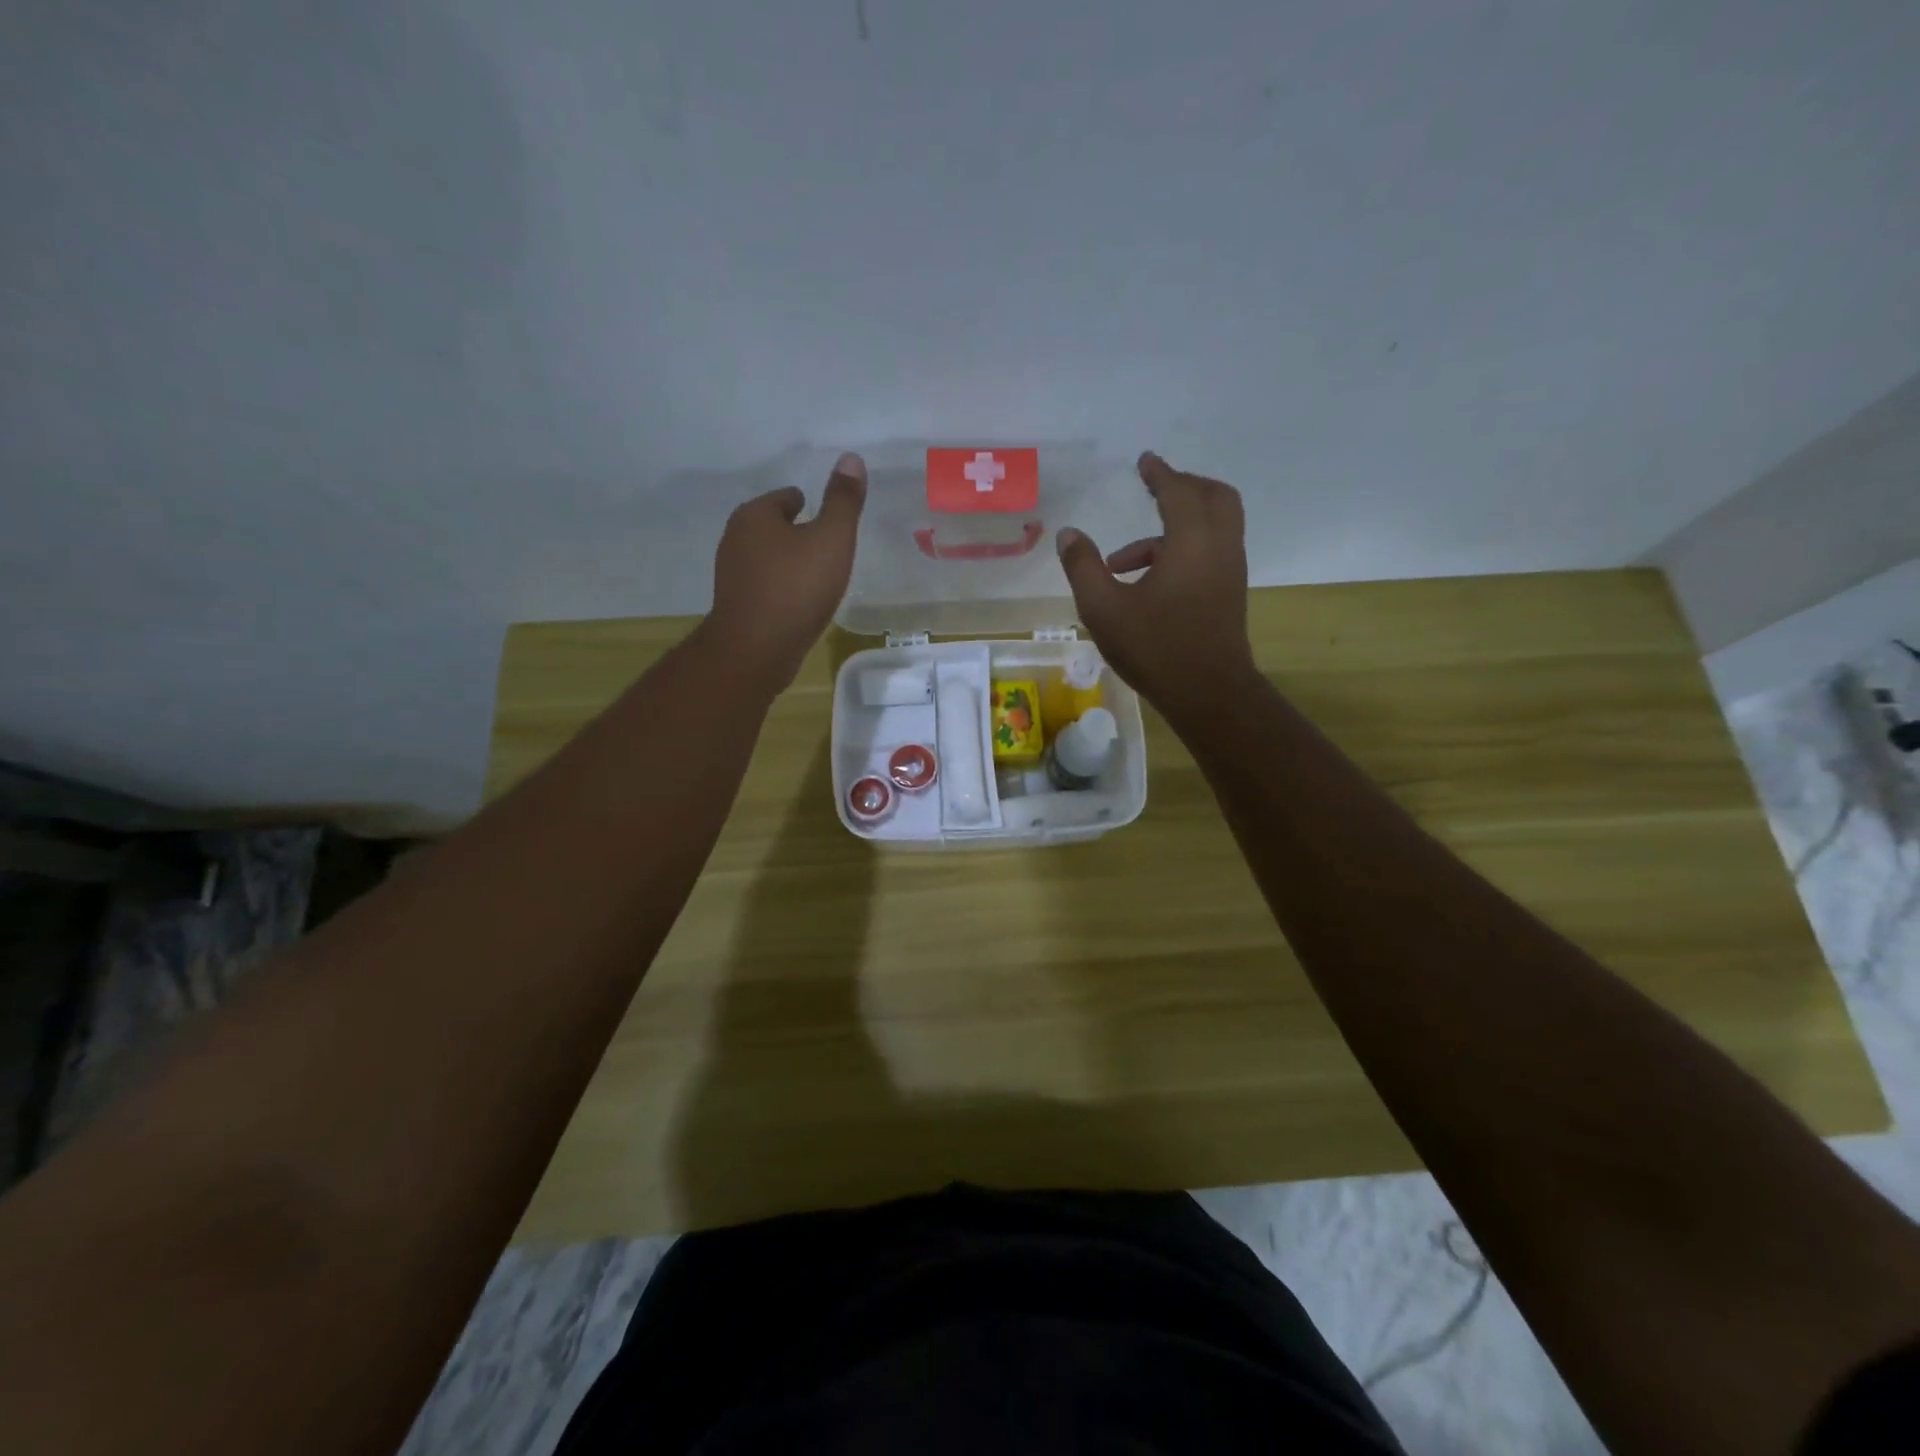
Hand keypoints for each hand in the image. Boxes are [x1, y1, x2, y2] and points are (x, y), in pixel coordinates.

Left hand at [703, 452, 865, 692]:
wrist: (757, 649)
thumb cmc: (797, 587)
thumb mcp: (832, 539)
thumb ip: (843, 501)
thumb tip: (851, 458)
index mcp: (755, 515)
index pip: (787, 497)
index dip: (811, 507)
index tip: (831, 524)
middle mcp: (735, 538)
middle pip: (774, 526)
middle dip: (799, 534)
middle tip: (829, 549)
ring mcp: (731, 573)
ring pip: (768, 557)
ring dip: (790, 563)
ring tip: (819, 577)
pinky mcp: (736, 604)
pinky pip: (765, 585)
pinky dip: (782, 587)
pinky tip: (801, 602)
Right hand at [1056, 452, 1258, 716]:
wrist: (1209, 693)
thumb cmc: (1155, 647)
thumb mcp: (1104, 608)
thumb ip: (1083, 567)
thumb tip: (1068, 534)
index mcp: (1191, 541)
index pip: (1178, 491)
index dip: (1160, 473)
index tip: (1145, 461)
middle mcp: (1219, 547)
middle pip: (1214, 496)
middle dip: (1183, 487)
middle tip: (1154, 489)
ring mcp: (1230, 571)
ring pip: (1214, 526)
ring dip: (1175, 527)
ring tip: (1124, 559)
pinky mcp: (1230, 593)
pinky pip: (1211, 551)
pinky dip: (1183, 549)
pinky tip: (1145, 585)